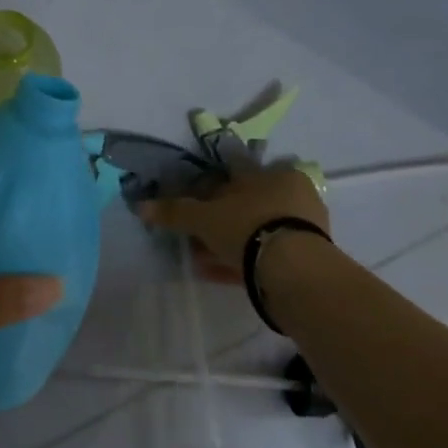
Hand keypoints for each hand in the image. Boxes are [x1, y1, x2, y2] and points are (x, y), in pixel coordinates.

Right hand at [137, 164, 331, 283]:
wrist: (296, 271)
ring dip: (227, 243)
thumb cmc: (249, 227)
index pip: (236, 173)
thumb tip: (140, 206)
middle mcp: (293, 194)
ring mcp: (303, 227)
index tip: (193, 200)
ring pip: (255, 231)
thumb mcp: (204, 217)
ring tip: (201, 260)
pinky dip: (242, 261)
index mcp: (274, 174)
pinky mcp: (307, 258)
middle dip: (218, 219)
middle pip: (245, 204)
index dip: (210, 187)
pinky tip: (219, 274)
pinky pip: (266, 254)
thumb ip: (175, 211)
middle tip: (194, 235)